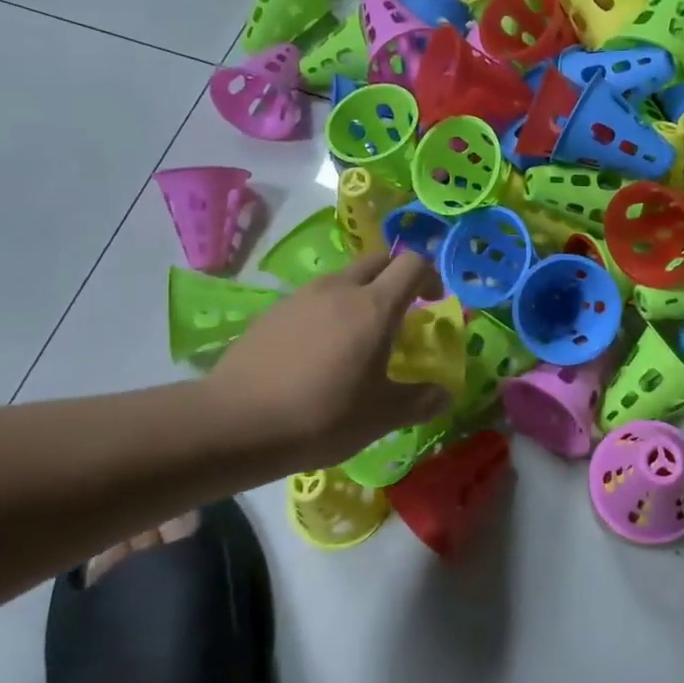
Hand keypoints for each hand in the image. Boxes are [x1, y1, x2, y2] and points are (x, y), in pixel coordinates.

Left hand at [209, 251, 450, 472]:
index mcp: (373, 306)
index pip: (412, 264)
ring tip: (358, 336)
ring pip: (343, 278)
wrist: (237, 423)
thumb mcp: (382, 416)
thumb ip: (421, 400)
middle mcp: (339, 289)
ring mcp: (301, 296)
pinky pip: (313, 299)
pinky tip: (318, 351)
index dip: (431, 276)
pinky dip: (328, 311)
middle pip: (378, 259)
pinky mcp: (273, 312)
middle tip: (401, 312)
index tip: (434, 302)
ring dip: (360, 294)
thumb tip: (446, 394)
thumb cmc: (323, 415)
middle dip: (396, 276)